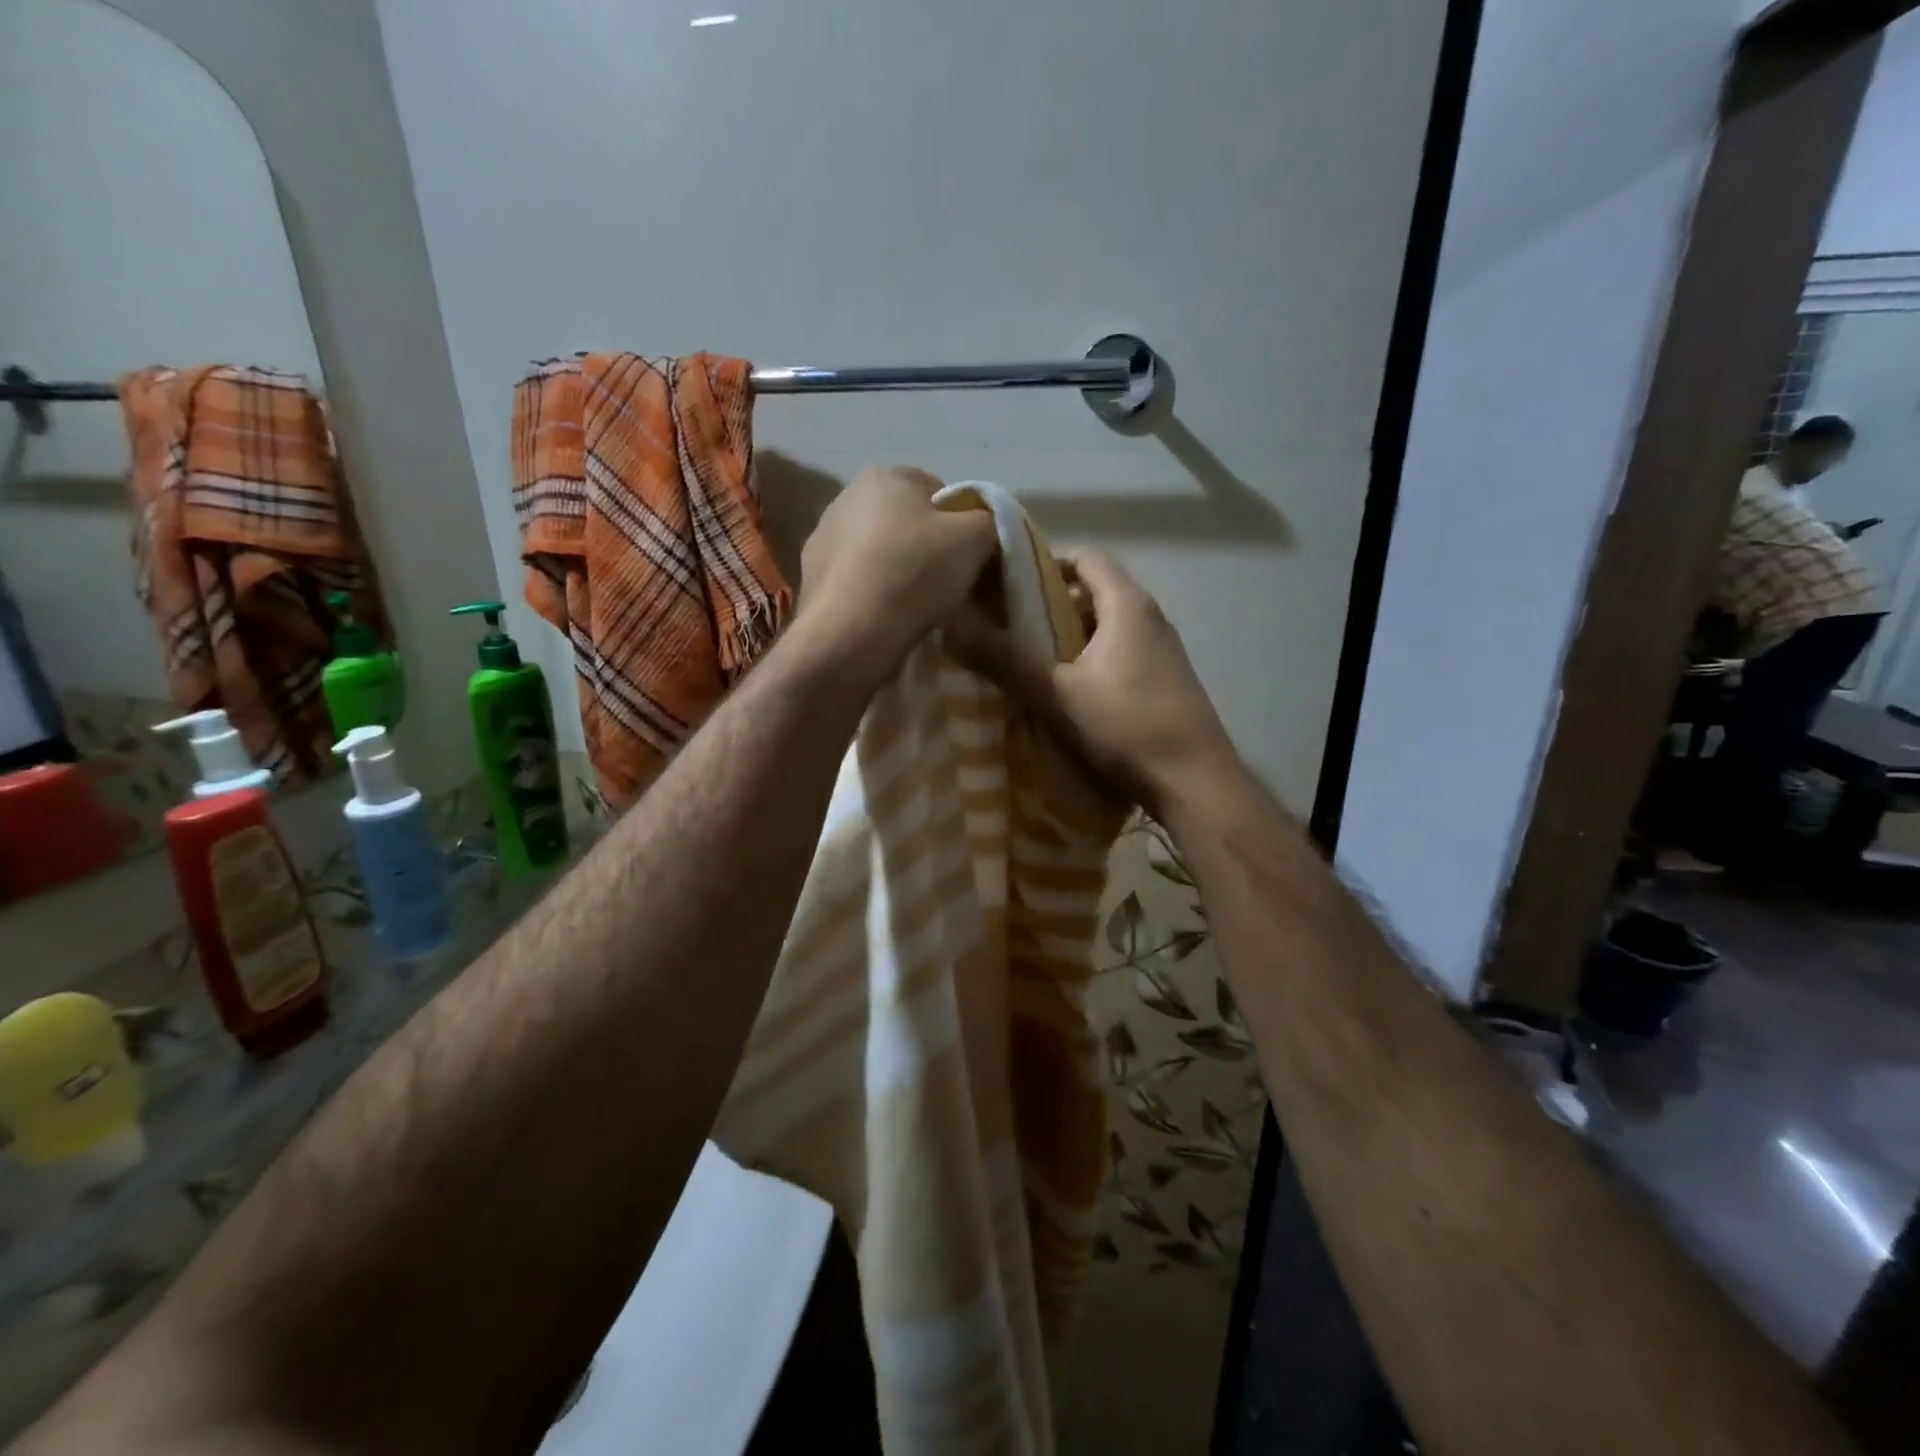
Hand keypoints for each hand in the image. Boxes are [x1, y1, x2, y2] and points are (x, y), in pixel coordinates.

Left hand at [795, 465, 997, 674]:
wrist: (852, 632)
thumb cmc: (916, 571)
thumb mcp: (975, 537)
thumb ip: (990, 519)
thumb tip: (984, 526)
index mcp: (884, 475)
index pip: (939, 491)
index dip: (962, 523)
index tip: (971, 556)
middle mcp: (845, 497)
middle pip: (906, 521)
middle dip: (928, 547)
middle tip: (948, 582)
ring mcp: (822, 539)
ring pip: (880, 552)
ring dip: (900, 571)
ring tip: (917, 606)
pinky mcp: (811, 579)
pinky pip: (858, 581)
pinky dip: (875, 593)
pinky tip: (888, 617)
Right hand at [949, 549, 1234, 813]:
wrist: (1195, 783)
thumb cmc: (1124, 727)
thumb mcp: (1054, 693)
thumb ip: (1003, 659)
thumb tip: (951, 628)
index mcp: (1127, 605)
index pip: (1086, 558)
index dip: (1046, 564)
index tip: (1010, 587)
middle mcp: (1151, 618)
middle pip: (1096, 592)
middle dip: (1052, 607)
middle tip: (1012, 629)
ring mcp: (1165, 651)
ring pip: (1109, 627)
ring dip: (1072, 639)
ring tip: (1034, 664)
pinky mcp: (1168, 682)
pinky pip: (1123, 655)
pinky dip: (1093, 662)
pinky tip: (1071, 695)